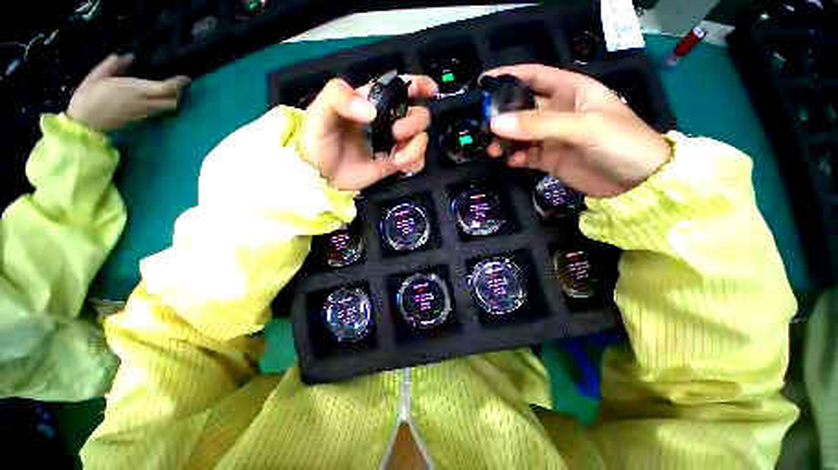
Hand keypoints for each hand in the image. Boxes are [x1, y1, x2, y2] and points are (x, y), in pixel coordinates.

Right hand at [67, 54, 189, 131]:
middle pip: (173, 101)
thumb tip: (129, 56)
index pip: (165, 88)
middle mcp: (144, 102)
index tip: (185, 78)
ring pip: (167, 108)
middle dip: (178, 93)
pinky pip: (158, 111)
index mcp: (135, 89)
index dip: (178, 83)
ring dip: (171, 99)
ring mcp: (143, 112)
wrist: (84, 123)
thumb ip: (113, 64)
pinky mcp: (140, 119)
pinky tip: (156, 97)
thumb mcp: (97, 75)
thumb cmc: (88, 96)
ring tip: (167, 89)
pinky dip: (162, 104)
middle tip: (175, 84)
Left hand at [299, 76, 437, 190]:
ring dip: (417, 147)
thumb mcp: (319, 113)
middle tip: (395, 134)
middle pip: (419, 115)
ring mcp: (393, 145)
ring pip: (422, 139)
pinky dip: (415, 162)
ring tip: (398, 159)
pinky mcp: (395, 164)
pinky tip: (401, 166)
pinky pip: (417, 161)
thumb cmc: (317, 141)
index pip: (402, 88)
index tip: (430, 91)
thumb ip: (340, 98)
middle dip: (414, 123)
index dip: (419, 85)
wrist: (320, 177)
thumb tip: (373, 112)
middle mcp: (388, 122)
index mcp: (373, 102)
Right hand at [484, 64, 671, 197]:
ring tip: (493, 149)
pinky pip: (525, 155)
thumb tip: (495, 123)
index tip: (484, 82)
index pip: (535, 76)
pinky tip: (511, 161)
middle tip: (483, 126)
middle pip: (522, 108)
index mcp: (571, 90)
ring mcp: (552, 137)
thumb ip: (538, 124)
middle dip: (502, 115)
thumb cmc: (619, 141)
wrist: (636, 182)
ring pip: (520, 134)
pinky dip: (515, 158)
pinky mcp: (549, 159)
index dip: (510, 76)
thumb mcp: (580, 126)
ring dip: (505, 140)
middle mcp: (558, 111)